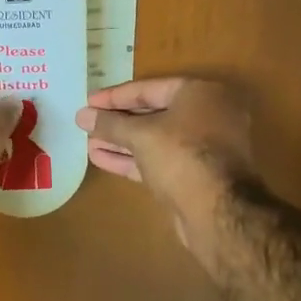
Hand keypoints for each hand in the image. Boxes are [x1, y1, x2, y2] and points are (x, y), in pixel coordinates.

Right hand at [75, 78, 255, 248]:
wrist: (218, 212)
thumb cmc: (182, 156)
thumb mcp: (141, 135)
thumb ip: (109, 124)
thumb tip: (82, 115)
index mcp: (200, 94)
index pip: (148, 88)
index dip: (114, 97)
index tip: (88, 102)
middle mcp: (206, 115)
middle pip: (152, 114)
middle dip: (117, 121)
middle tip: (87, 123)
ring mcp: (203, 147)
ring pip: (154, 139)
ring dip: (121, 142)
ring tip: (89, 143)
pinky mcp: (194, 174)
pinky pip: (159, 159)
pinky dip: (132, 159)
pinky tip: (101, 159)